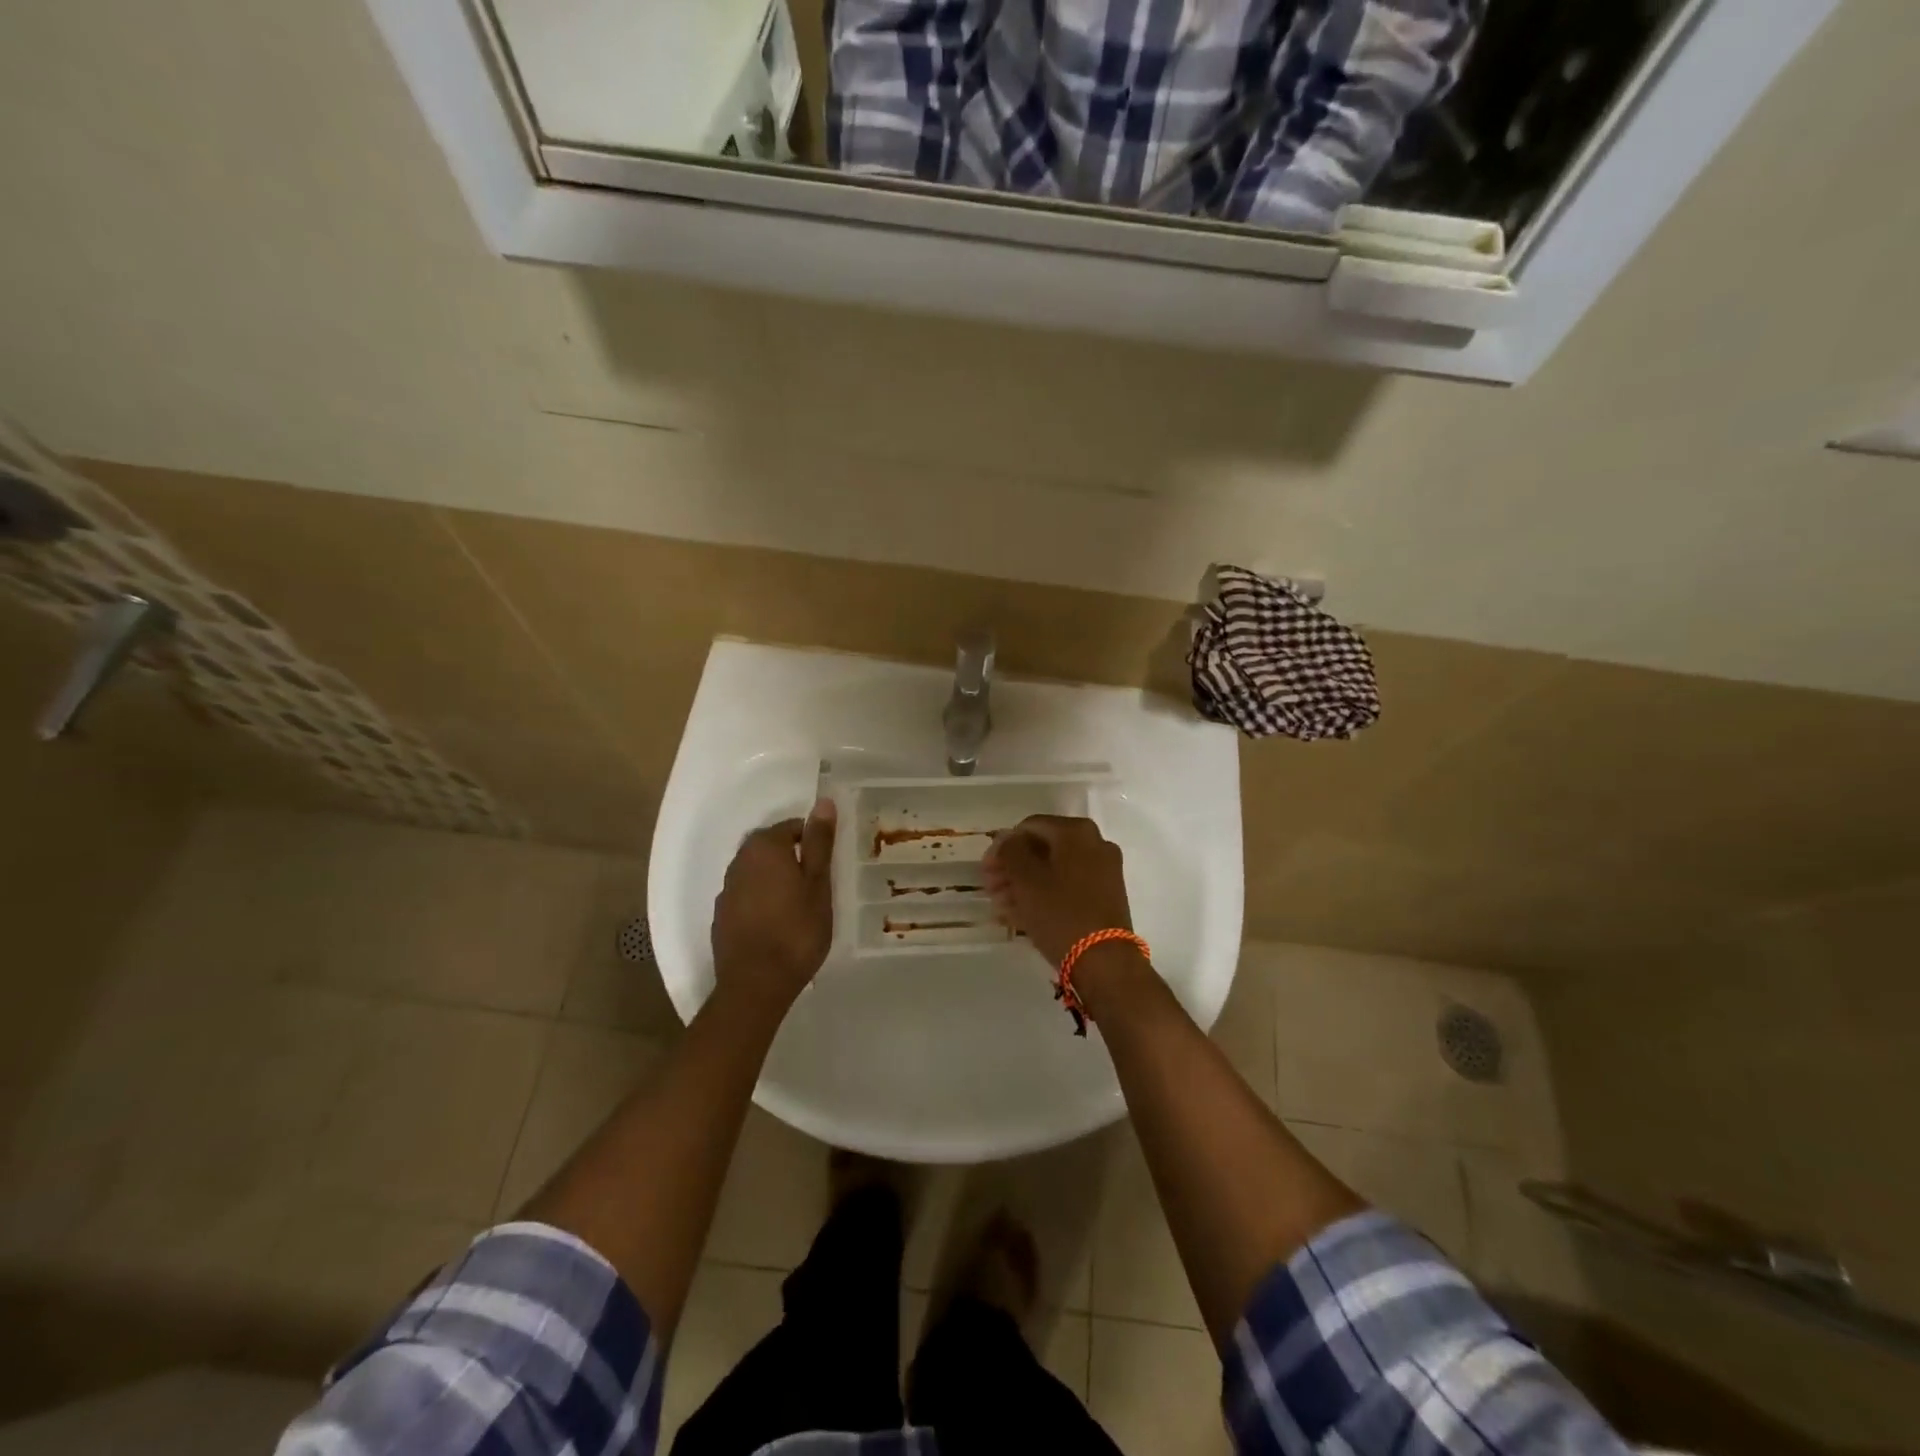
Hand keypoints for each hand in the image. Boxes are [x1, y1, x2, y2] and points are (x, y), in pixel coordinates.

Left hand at [711, 800, 836, 1006]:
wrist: (756, 984)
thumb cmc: (796, 930)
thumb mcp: (818, 884)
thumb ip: (819, 842)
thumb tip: (823, 803)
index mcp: (764, 847)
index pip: (792, 827)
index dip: (813, 842)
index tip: (828, 865)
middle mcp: (739, 861)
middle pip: (771, 847)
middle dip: (793, 858)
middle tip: (817, 883)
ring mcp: (727, 890)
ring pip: (757, 872)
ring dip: (776, 879)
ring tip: (799, 904)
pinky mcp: (722, 916)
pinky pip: (747, 895)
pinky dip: (762, 900)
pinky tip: (777, 923)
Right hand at [983, 815, 1133, 967]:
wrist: (1104, 962)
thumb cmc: (1060, 912)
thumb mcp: (1025, 879)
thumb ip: (1010, 851)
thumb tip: (1007, 840)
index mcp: (1076, 831)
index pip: (1029, 826)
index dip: (1003, 846)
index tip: (986, 870)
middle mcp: (1095, 843)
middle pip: (1043, 848)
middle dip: (1013, 867)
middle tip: (991, 888)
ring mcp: (1104, 870)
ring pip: (1054, 869)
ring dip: (1024, 883)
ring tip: (1002, 905)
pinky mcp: (1105, 896)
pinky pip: (1068, 886)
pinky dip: (1044, 894)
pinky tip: (1021, 913)